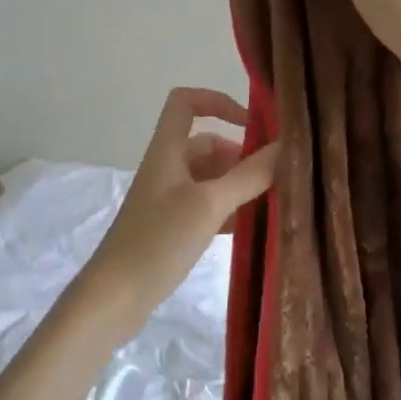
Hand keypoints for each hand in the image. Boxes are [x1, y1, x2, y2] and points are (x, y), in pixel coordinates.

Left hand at [74, 88, 279, 341]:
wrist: (114, 298)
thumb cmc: (158, 241)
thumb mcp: (209, 205)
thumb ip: (248, 176)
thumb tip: (286, 146)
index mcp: (167, 150)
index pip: (186, 102)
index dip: (218, 101)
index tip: (252, 124)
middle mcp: (166, 168)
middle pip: (207, 144)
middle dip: (241, 156)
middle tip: (276, 178)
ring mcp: (167, 200)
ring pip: (210, 179)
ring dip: (238, 186)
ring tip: (272, 204)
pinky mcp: (170, 228)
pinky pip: (206, 207)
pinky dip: (228, 211)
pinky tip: (251, 229)